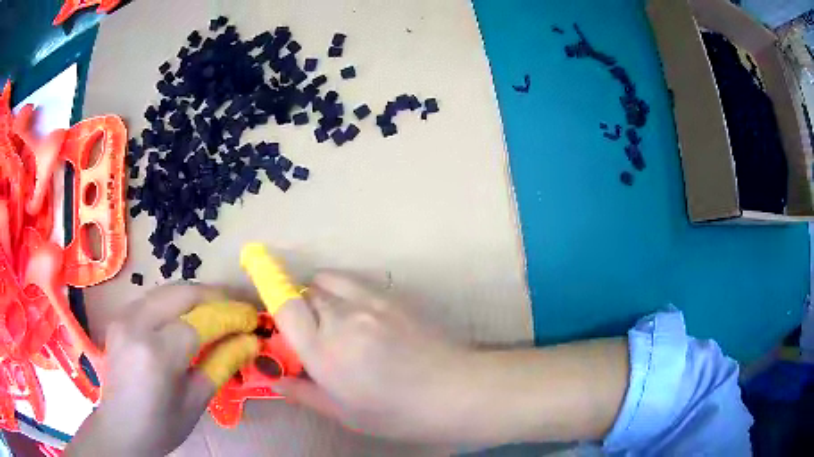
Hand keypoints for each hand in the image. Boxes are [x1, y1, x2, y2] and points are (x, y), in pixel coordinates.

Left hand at [66, 284, 258, 456]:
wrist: (121, 427)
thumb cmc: (162, 424)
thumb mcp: (196, 401)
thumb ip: (222, 364)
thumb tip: (250, 341)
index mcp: (157, 354)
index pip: (200, 321)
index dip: (229, 316)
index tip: (252, 319)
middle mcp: (136, 325)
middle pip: (181, 293)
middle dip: (214, 295)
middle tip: (237, 308)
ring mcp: (124, 316)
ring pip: (166, 290)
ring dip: (195, 296)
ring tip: (217, 310)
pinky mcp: (119, 316)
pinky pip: (153, 299)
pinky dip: (175, 302)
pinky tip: (187, 317)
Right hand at [273, 273, 629, 445]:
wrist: (456, 392)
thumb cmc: (397, 414)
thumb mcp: (344, 413)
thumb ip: (303, 392)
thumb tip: (274, 377)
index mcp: (326, 353)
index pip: (285, 306)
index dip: (271, 299)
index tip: (270, 313)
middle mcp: (343, 319)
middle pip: (304, 292)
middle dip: (298, 308)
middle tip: (309, 335)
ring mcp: (371, 303)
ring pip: (328, 281)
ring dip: (320, 296)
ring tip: (334, 323)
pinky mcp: (392, 297)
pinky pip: (353, 282)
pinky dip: (343, 292)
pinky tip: (360, 318)